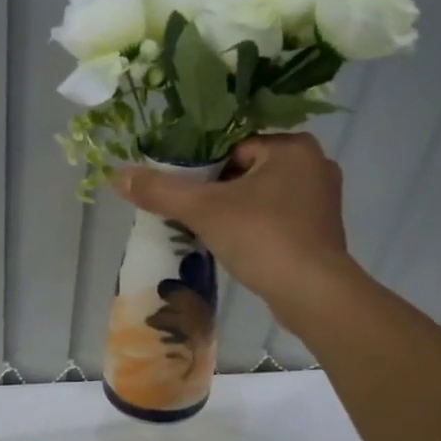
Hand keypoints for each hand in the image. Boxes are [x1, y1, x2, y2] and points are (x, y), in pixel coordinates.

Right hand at [112, 132, 352, 320]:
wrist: (312, 293)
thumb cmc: (262, 237)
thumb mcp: (204, 210)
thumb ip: (161, 190)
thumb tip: (117, 176)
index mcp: (293, 147)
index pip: (234, 147)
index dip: (205, 170)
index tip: (187, 194)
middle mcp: (315, 165)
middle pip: (248, 171)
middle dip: (220, 192)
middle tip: (194, 215)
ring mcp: (323, 201)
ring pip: (263, 196)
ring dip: (238, 212)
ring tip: (211, 232)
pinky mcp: (323, 232)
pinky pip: (279, 219)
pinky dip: (258, 229)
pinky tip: (239, 248)